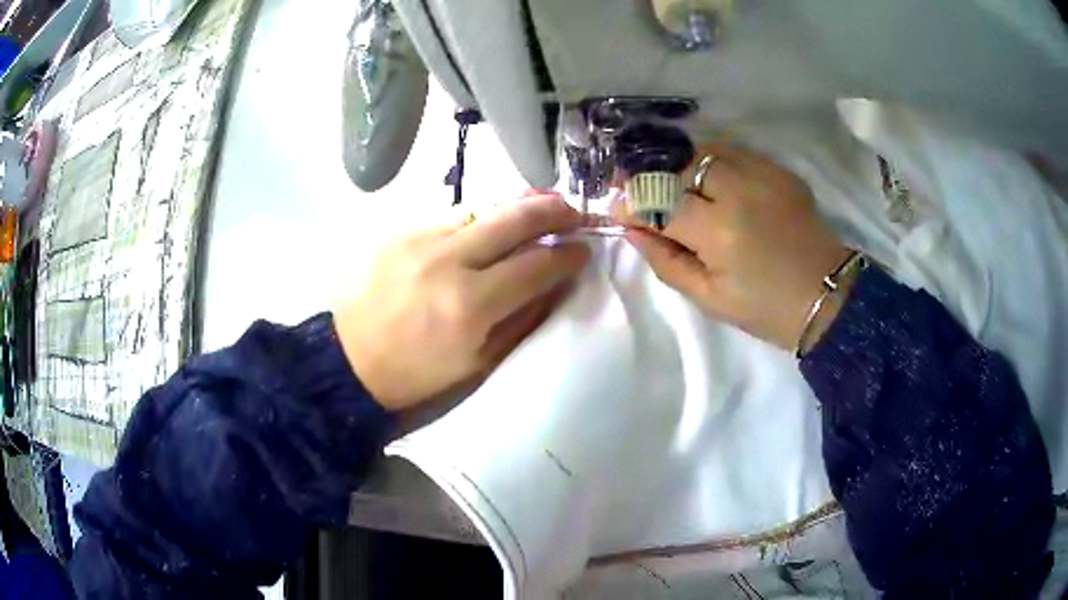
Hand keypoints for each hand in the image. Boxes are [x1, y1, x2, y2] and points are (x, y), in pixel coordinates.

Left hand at [334, 193, 589, 410]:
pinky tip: (487, 228)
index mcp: (470, 306)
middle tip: (574, 212)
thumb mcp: (478, 362)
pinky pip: (453, 216)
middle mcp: (448, 262)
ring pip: (484, 208)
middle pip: (514, 219)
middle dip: (553, 210)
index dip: (568, 255)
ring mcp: (422, 240)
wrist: (350, 360)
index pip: (536, 265)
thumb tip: (555, 285)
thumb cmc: (417, 373)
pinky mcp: (402, 232)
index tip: (584, 250)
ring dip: (518, 206)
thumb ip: (522, 318)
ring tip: (540, 207)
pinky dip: (480, 219)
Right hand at [618, 144, 851, 350]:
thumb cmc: (765, 309)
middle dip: (655, 178)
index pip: (659, 201)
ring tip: (681, 187)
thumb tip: (632, 227)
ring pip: (706, 151)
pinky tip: (715, 183)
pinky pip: (735, 153)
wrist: (826, 295)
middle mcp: (739, 192)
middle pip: (680, 165)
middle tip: (646, 193)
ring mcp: (763, 175)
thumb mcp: (708, 298)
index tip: (616, 205)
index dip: (631, 202)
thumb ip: (665, 259)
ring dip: (684, 167)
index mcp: (720, 232)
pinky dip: (716, 163)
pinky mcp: (780, 171)